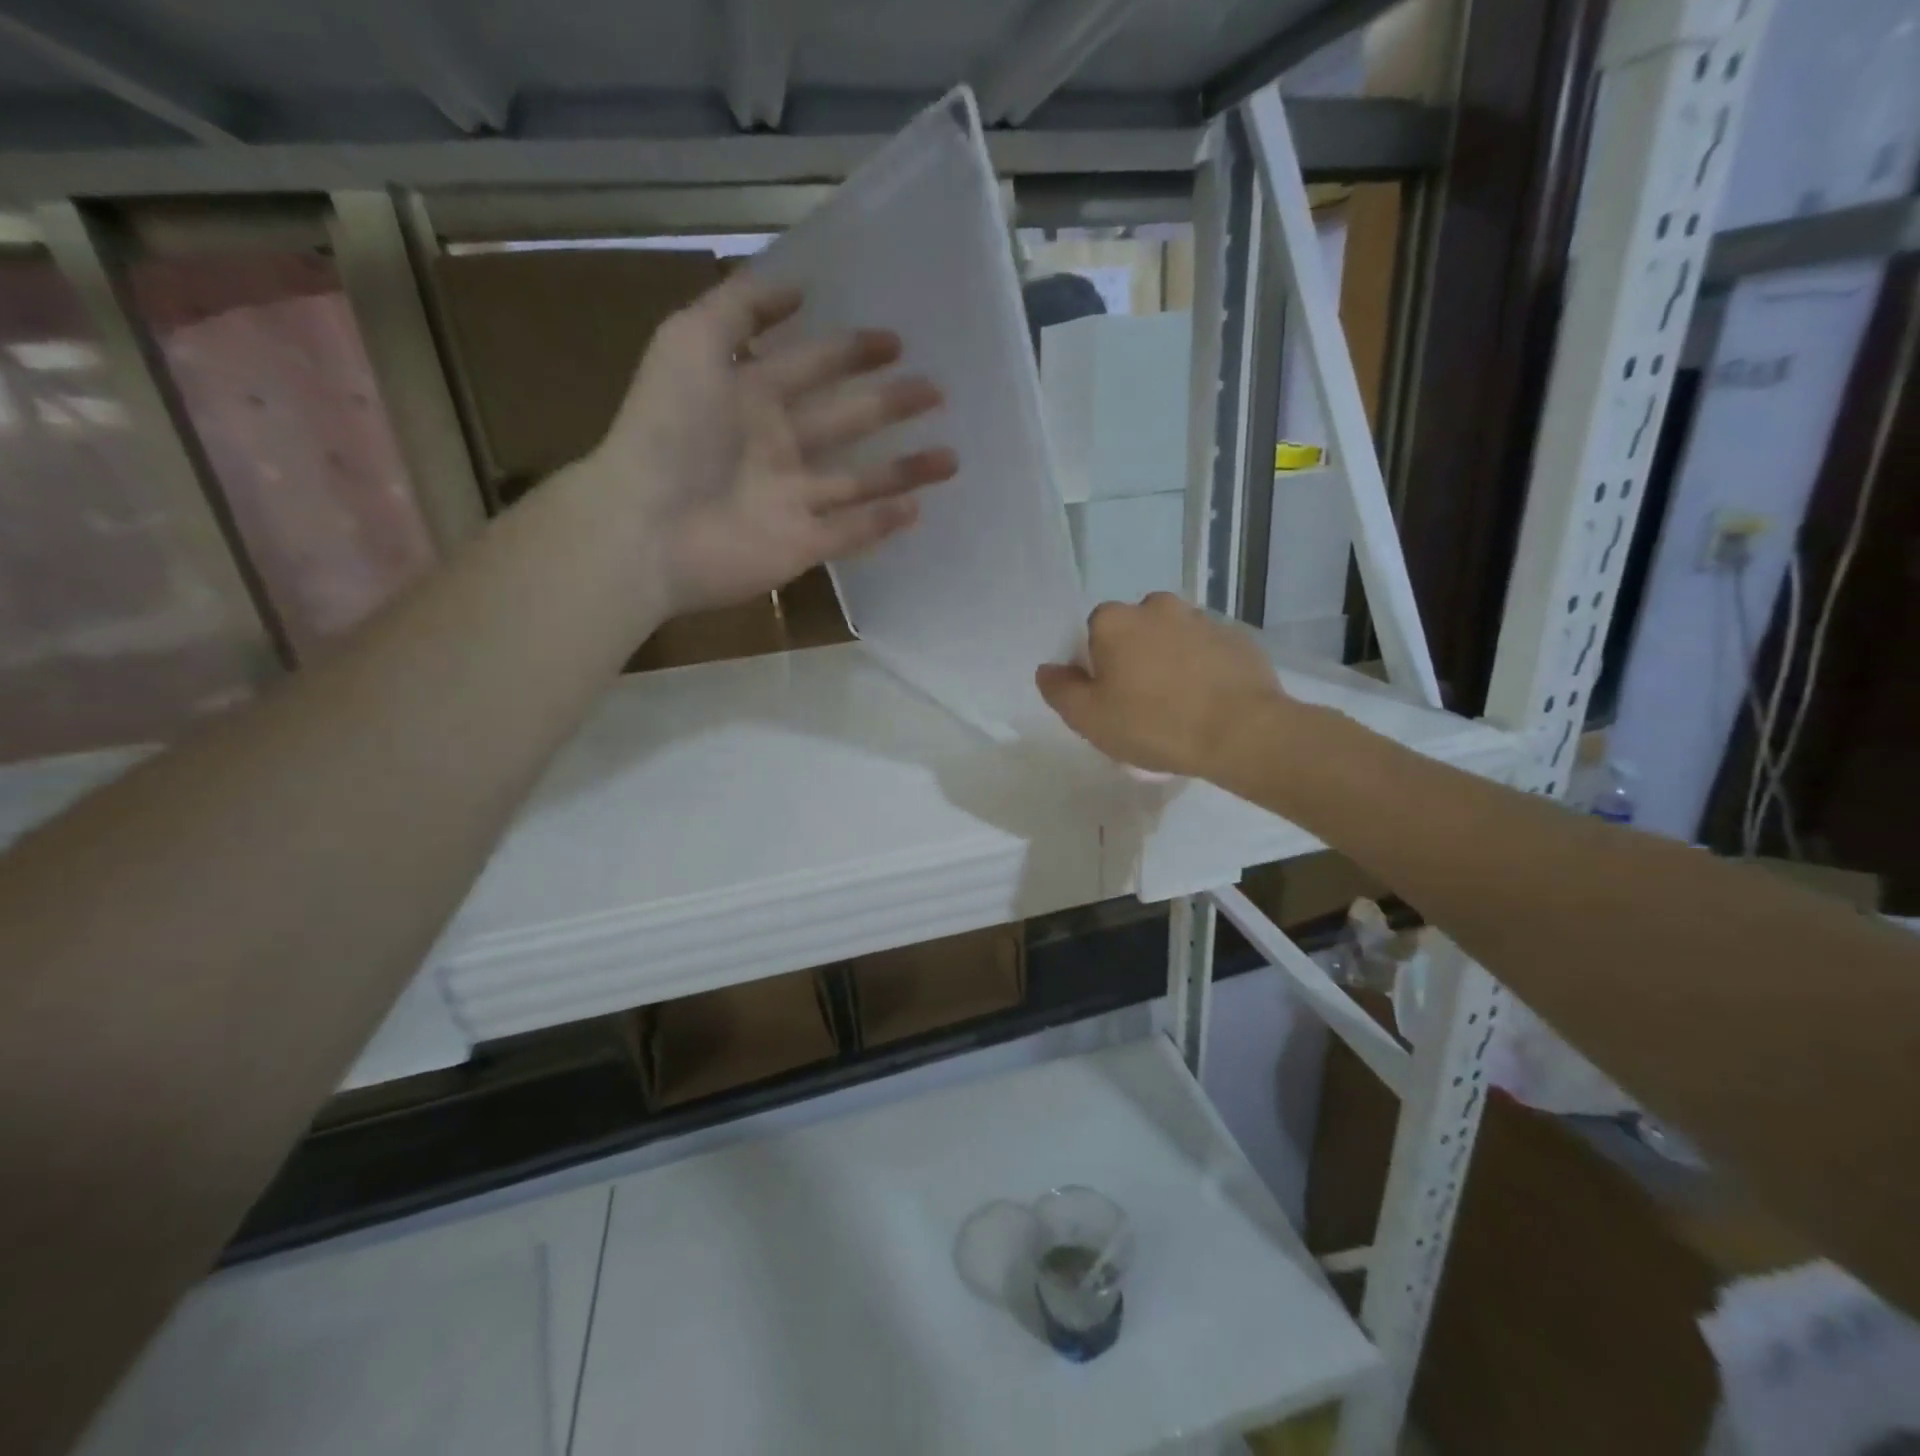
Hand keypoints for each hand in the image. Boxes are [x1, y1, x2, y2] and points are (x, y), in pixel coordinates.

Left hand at [588, 272, 957, 614]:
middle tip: (937, 390)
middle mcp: (776, 447)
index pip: (811, 367)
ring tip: (952, 458)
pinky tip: (918, 508)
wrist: (648, 527)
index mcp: (750, 397)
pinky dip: (882, 523)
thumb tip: (797, 286)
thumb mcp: (691, 341)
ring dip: (903, 469)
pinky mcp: (800, 546)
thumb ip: (741, 307)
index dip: (850, 351)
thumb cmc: (669, 430)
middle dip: (889, 404)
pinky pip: (849, 532)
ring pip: (858, 481)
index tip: (896, 340)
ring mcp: (791, 500)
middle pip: (844, 421)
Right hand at [1035, 593, 1288, 778]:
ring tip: (1179, 705)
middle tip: (1142, 702)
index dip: (1097, 666)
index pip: (1093, 633)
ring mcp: (1202, 618)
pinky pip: (1207, 650)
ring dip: (1170, 660)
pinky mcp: (1237, 638)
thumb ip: (1060, 690)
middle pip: (1134, 631)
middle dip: (1134, 658)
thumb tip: (1048, 669)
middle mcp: (1157, 607)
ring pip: (1172, 637)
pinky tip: (1208, 702)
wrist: (1241, 732)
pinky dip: (1203, 668)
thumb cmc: (1153, 724)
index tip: (1108, 698)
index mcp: (1115, 620)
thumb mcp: (1089, 718)